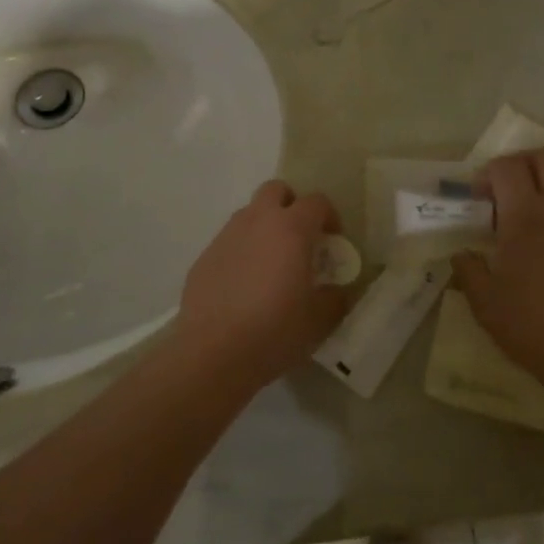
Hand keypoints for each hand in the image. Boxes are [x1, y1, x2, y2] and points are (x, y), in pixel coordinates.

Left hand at [174, 180, 346, 388]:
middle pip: (276, 190)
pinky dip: (242, 251)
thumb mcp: (319, 319)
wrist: (213, 353)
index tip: (333, 242)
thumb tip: (339, 290)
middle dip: (291, 205)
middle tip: (300, 238)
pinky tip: (244, 285)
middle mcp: (257, 221)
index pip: (317, 202)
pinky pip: (229, 241)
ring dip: (264, 226)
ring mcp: (226, 236)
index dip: (330, 217)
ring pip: (249, 213)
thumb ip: (336, 297)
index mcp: (291, 229)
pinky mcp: (204, 256)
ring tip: (271, 263)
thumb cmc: (275, 330)